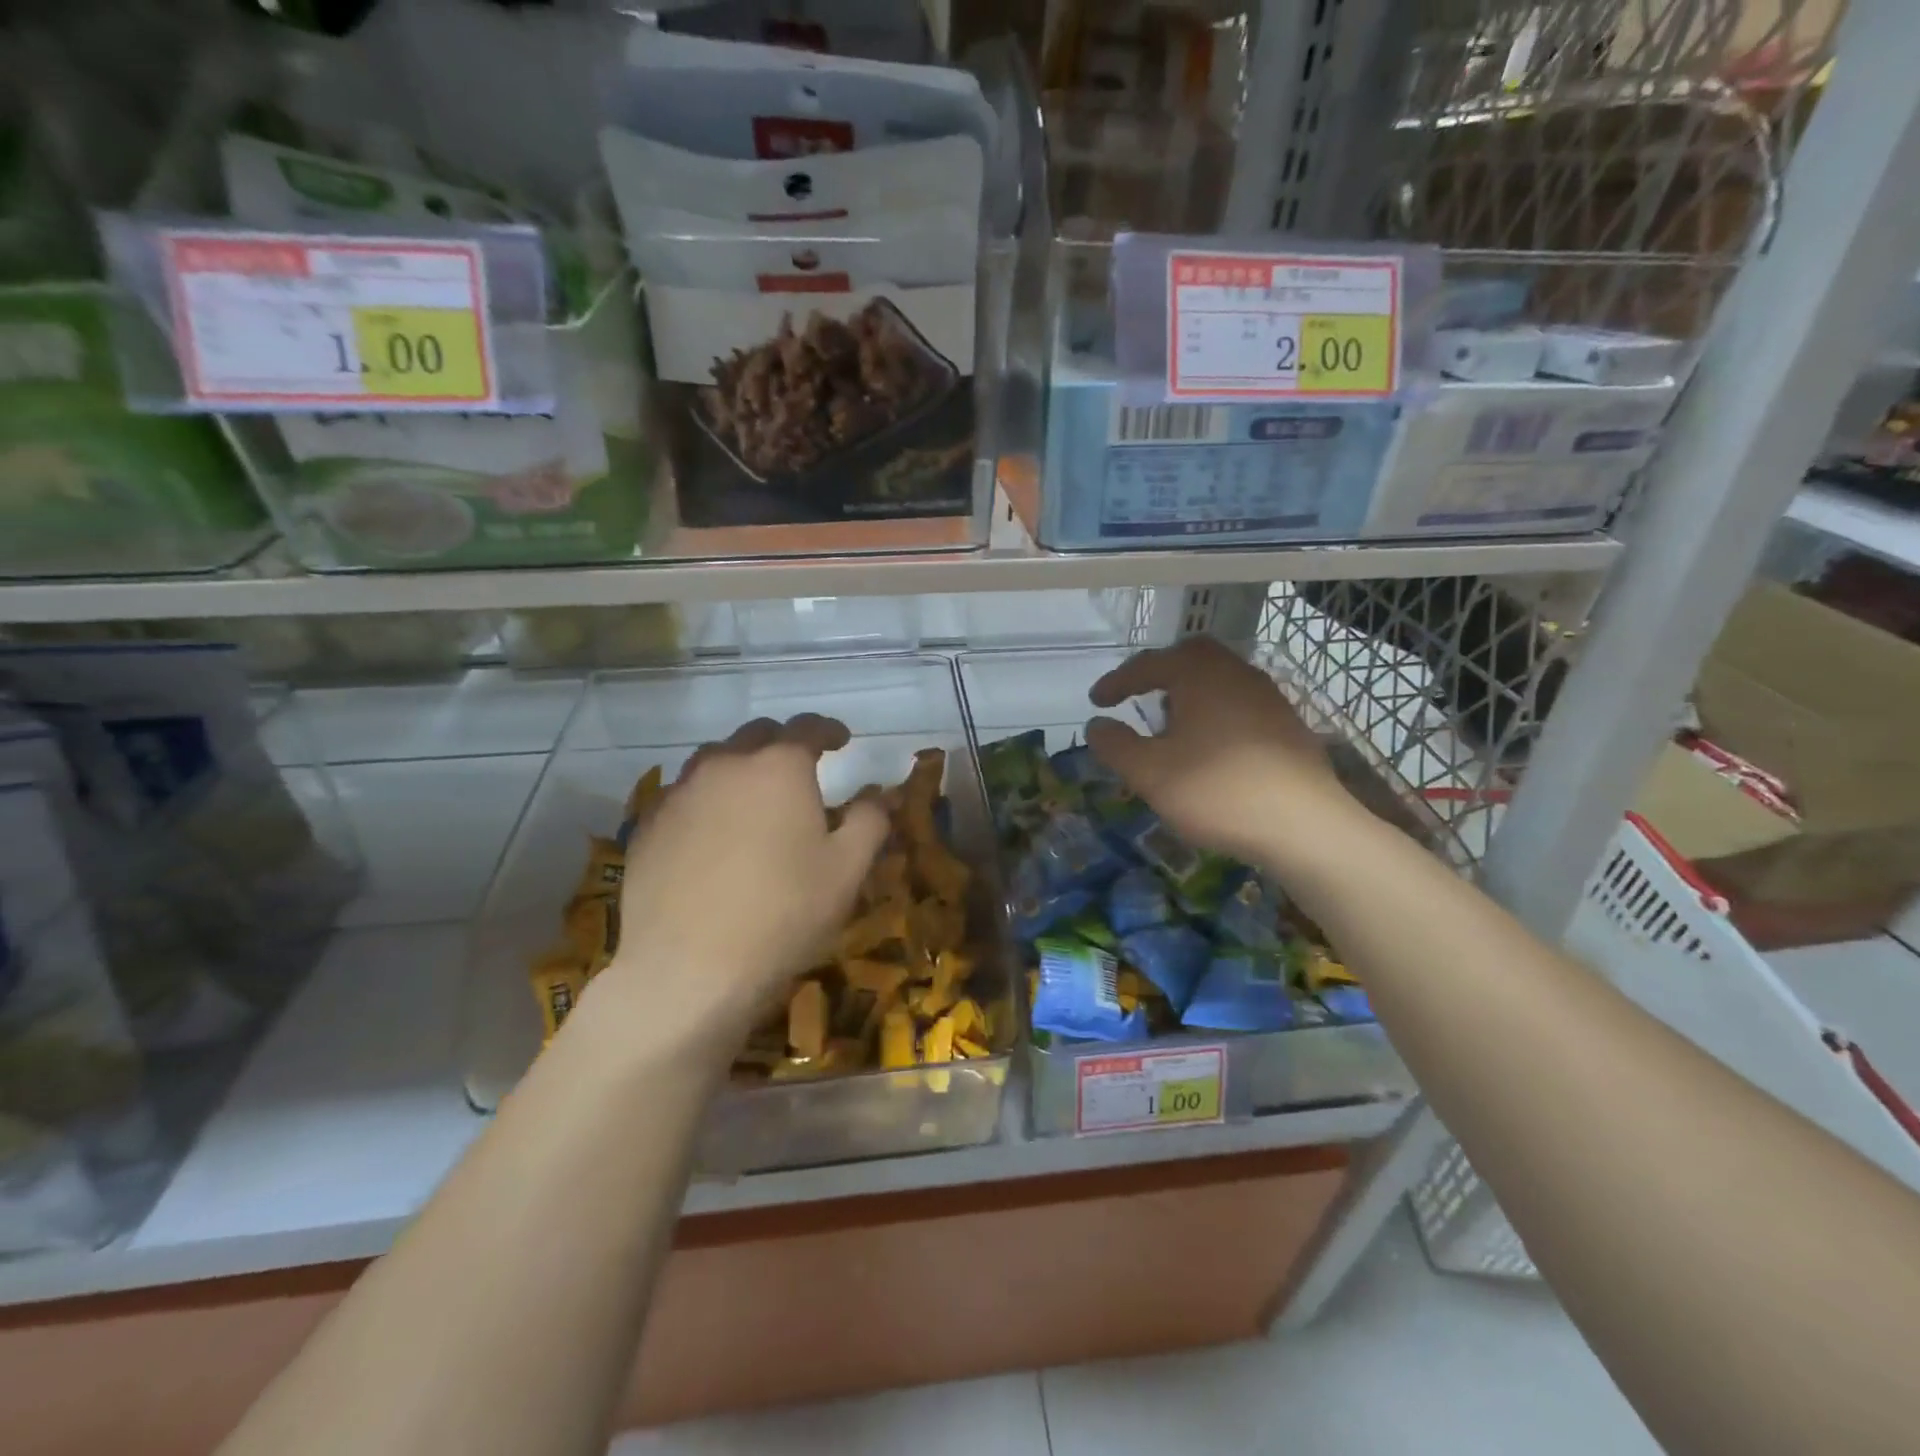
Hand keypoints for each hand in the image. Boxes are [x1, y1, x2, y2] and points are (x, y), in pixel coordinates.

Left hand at [591, 715, 887, 1057]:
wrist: (688, 970)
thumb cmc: (783, 914)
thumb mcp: (847, 870)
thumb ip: (869, 820)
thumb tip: (877, 793)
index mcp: (778, 766)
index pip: (807, 727)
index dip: (828, 730)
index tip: (842, 740)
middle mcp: (724, 765)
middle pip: (757, 735)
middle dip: (783, 743)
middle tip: (801, 769)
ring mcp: (678, 794)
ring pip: (714, 762)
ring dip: (741, 768)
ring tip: (755, 798)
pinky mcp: (647, 827)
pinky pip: (684, 796)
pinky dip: (707, 800)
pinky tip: (713, 833)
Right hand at [1085, 638, 1358, 866]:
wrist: (1305, 826)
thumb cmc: (1217, 791)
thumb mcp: (1149, 773)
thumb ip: (1116, 746)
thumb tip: (1097, 725)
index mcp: (1200, 675)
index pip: (1149, 664)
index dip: (1118, 681)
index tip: (1096, 701)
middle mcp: (1237, 674)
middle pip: (1192, 657)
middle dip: (1160, 673)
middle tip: (1138, 696)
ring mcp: (1269, 699)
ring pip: (1220, 680)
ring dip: (1189, 694)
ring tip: (1170, 724)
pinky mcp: (1288, 726)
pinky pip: (1240, 704)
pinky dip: (1215, 714)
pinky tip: (1209, 747)